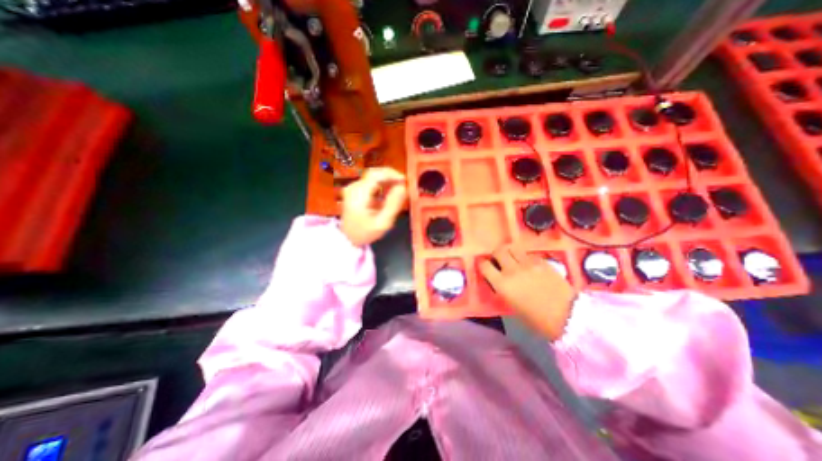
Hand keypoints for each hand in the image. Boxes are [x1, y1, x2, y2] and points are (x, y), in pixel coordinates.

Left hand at [340, 168, 406, 248]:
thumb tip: (403, 187)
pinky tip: (389, 192)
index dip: (392, 174)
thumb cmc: (365, 232)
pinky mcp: (355, 189)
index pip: (375, 175)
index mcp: (358, 194)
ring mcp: (353, 187)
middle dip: (391, 176)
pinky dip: (382, 184)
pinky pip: (371, 181)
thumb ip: (393, 204)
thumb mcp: (383, 223)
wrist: (348, 238)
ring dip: (388, 180)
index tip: (405, 181)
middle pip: (375, 173)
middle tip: (404, 185)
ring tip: (399, 190)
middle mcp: (354, 187)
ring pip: (374, 176)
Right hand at [480, 246, 572, 339]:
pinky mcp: (542, 261)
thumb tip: (499, 280)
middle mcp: (512, 270)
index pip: (484, 265)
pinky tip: (529, 265)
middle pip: (498, 251)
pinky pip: (528, 253)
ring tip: (513, 258)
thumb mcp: (512, 306)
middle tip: (499, 260)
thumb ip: (503, 289)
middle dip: (496, 254)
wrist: (568, 317)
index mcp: (502, 284)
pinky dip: (524, 257)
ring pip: (512, 247)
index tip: (485, 266)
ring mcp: (528, 264)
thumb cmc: (536, 319)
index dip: (483, 264)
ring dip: (510, 252)